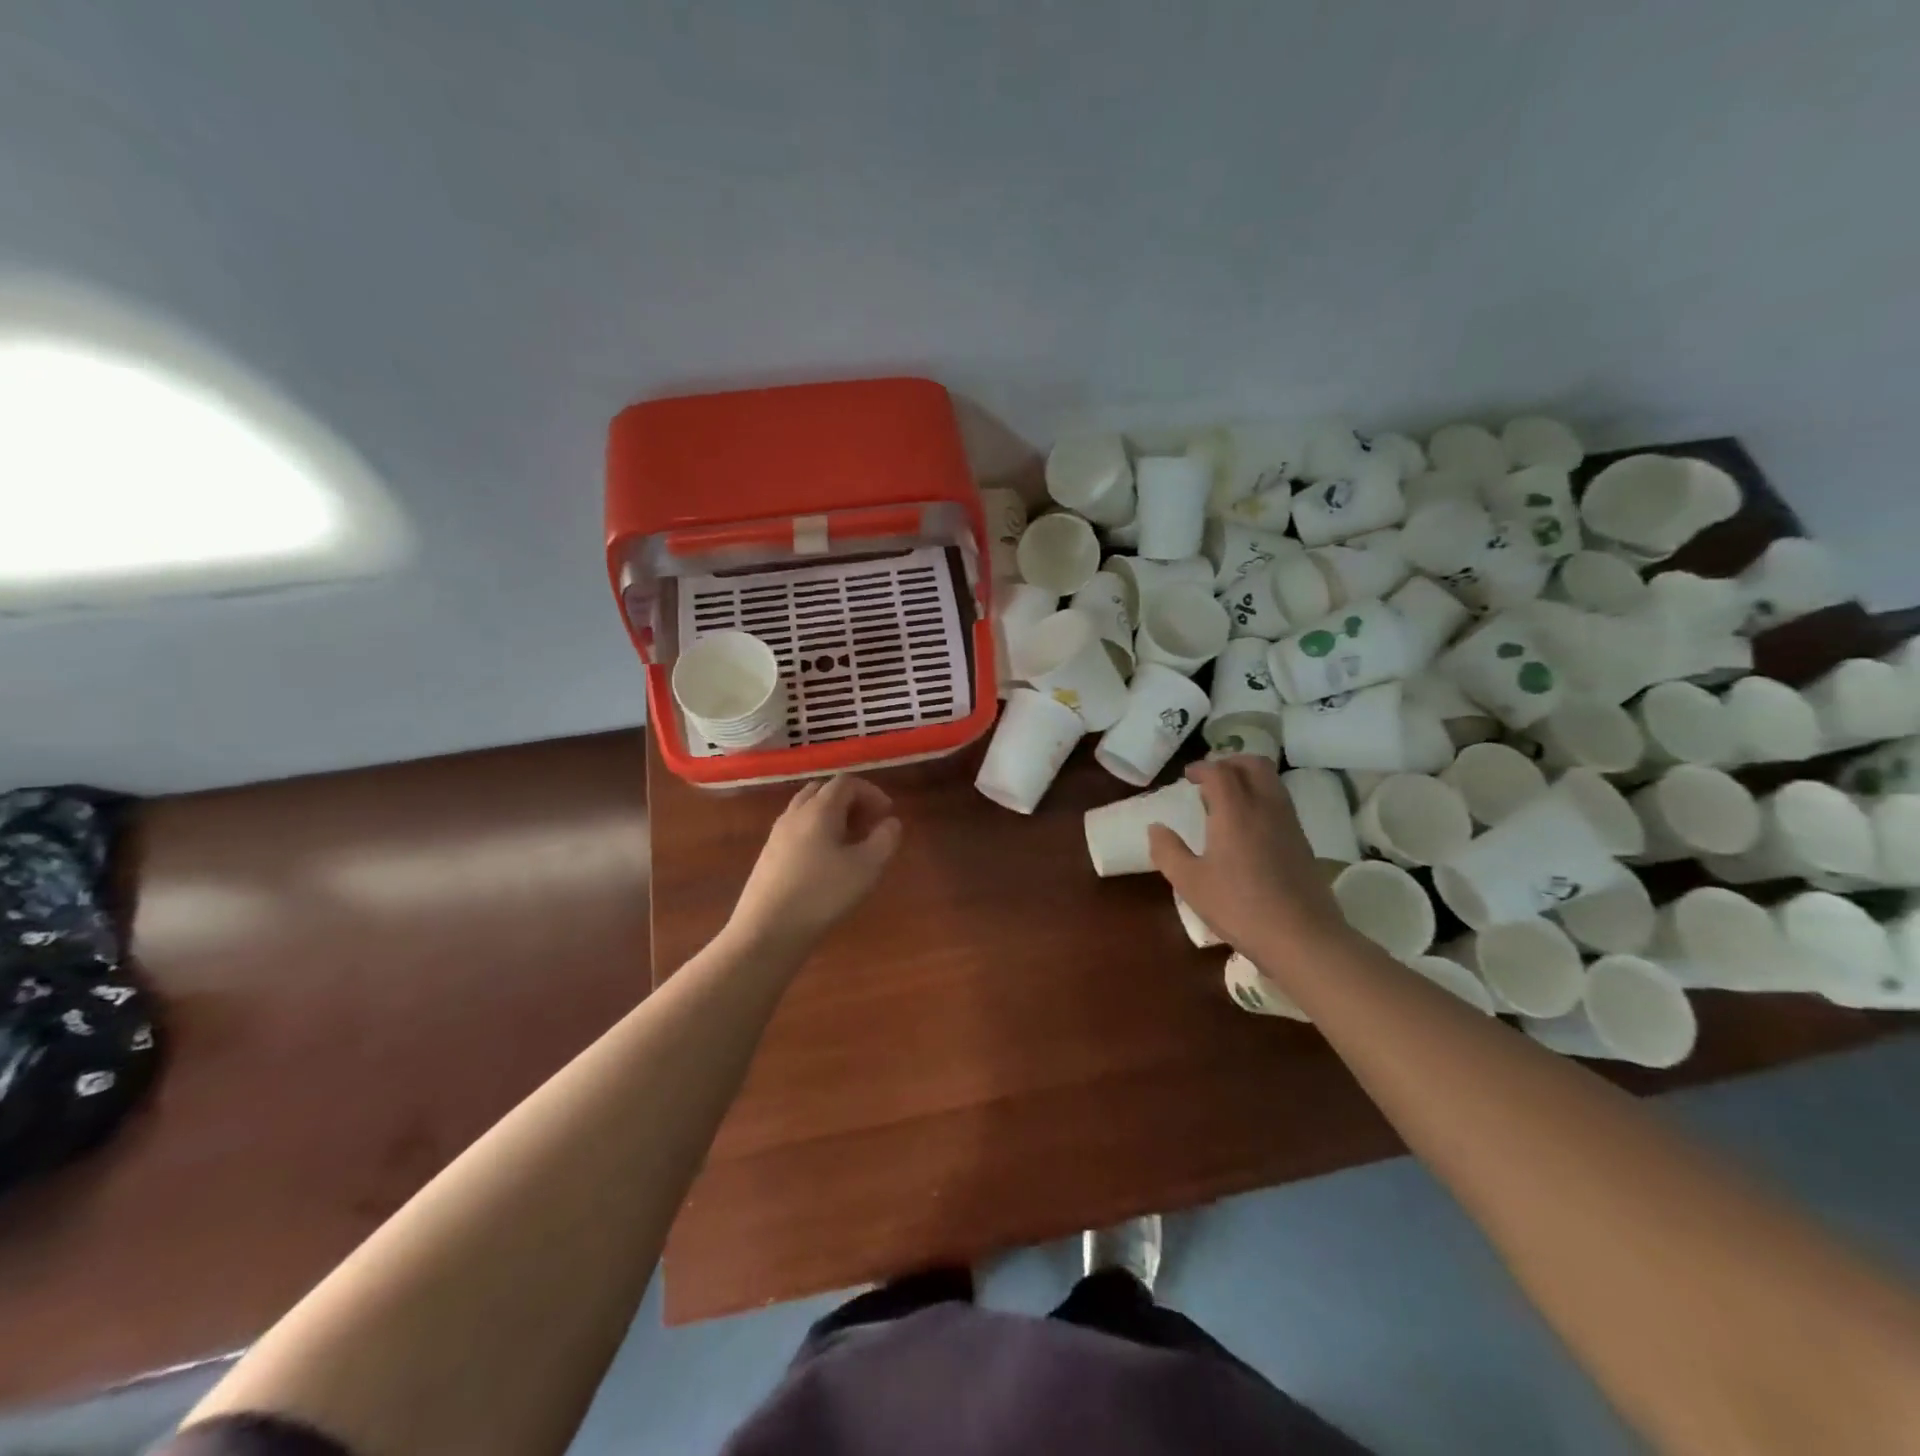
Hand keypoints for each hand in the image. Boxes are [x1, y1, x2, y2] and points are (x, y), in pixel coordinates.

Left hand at [727, 776, 902, 957]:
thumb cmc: (823, 895)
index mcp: (819, 810)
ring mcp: (777, 834)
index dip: (871, 792)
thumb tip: (890, 822)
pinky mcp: (768, 855)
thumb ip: (885, 839)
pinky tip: (826, 861)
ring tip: (850, 842)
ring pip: (807, 809)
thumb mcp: (867, 868)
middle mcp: (795, 814)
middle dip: (850, 801)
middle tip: (868, 824)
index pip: (846, 783)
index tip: (887, 814)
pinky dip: (816, 831)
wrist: (768, 931)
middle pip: (823, 791)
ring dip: (832, 816)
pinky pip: (796, 829)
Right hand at [1148, 757, 1349, 956]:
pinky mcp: (1303, 842)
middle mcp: (1265, 807)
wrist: (1302, 937)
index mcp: (1235, 811)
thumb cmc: (1239, 907)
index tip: (1187, 777)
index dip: (1202, 768)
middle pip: (1254, 764)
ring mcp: (1289, 824)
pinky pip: (1280, 803)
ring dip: (1248, 779)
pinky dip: (1261, 798)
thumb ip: (1168, 851)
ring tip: (1226, 802)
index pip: (1220, 771)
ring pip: (1272, 782)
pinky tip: (1247, 827)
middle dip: (1230, 762)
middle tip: (1210, 778)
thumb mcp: (1190, 883)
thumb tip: (1156, 828)